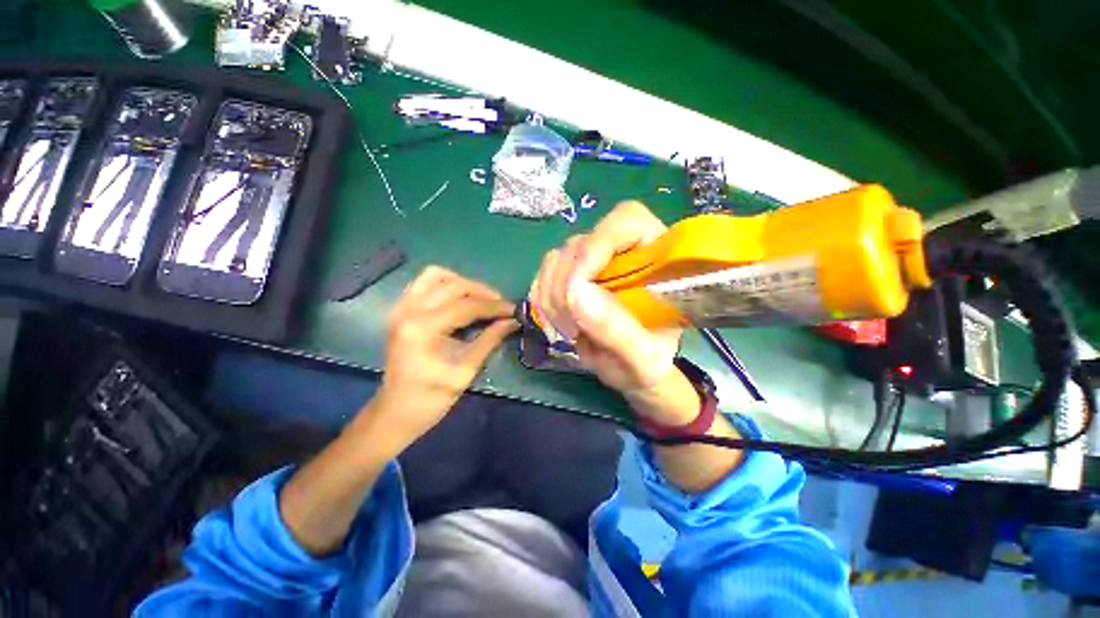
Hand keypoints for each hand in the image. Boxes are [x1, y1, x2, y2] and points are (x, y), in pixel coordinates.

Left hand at [367, 266, 516, 456]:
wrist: (397, 411)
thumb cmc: (432, 397)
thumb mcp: (466, 370)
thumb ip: (490, 339)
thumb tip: (513, 320)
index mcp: (423, 329)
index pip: (466, 306)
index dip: (494, 306)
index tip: (514, 309)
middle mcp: (408, 311)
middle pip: (454, 285)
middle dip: (483, 292)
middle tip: (501, 305)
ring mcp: (400, 307)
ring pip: (436, 275)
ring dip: (463, 283)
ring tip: (480, 299)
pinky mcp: (399, 309)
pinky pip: (424, 283)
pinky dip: (445, 284)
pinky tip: (459, 299)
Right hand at [531, 201, 690, 420]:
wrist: (629, 371)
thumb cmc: (646, 364)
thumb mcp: (641, 358)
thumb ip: (616, 329)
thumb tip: (576, 293)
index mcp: (657, 258)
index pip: (626, 221)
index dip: (597, 245)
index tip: (578, 289)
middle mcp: (623, 250)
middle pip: (581, 243)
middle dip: (567, 287)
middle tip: (573, 328)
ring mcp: (593, 261)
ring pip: (556, 258)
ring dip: (552, 297)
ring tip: (570, 330)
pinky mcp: (571, 274)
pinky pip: (543, 274)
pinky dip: (543, 299)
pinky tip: (559, 322)